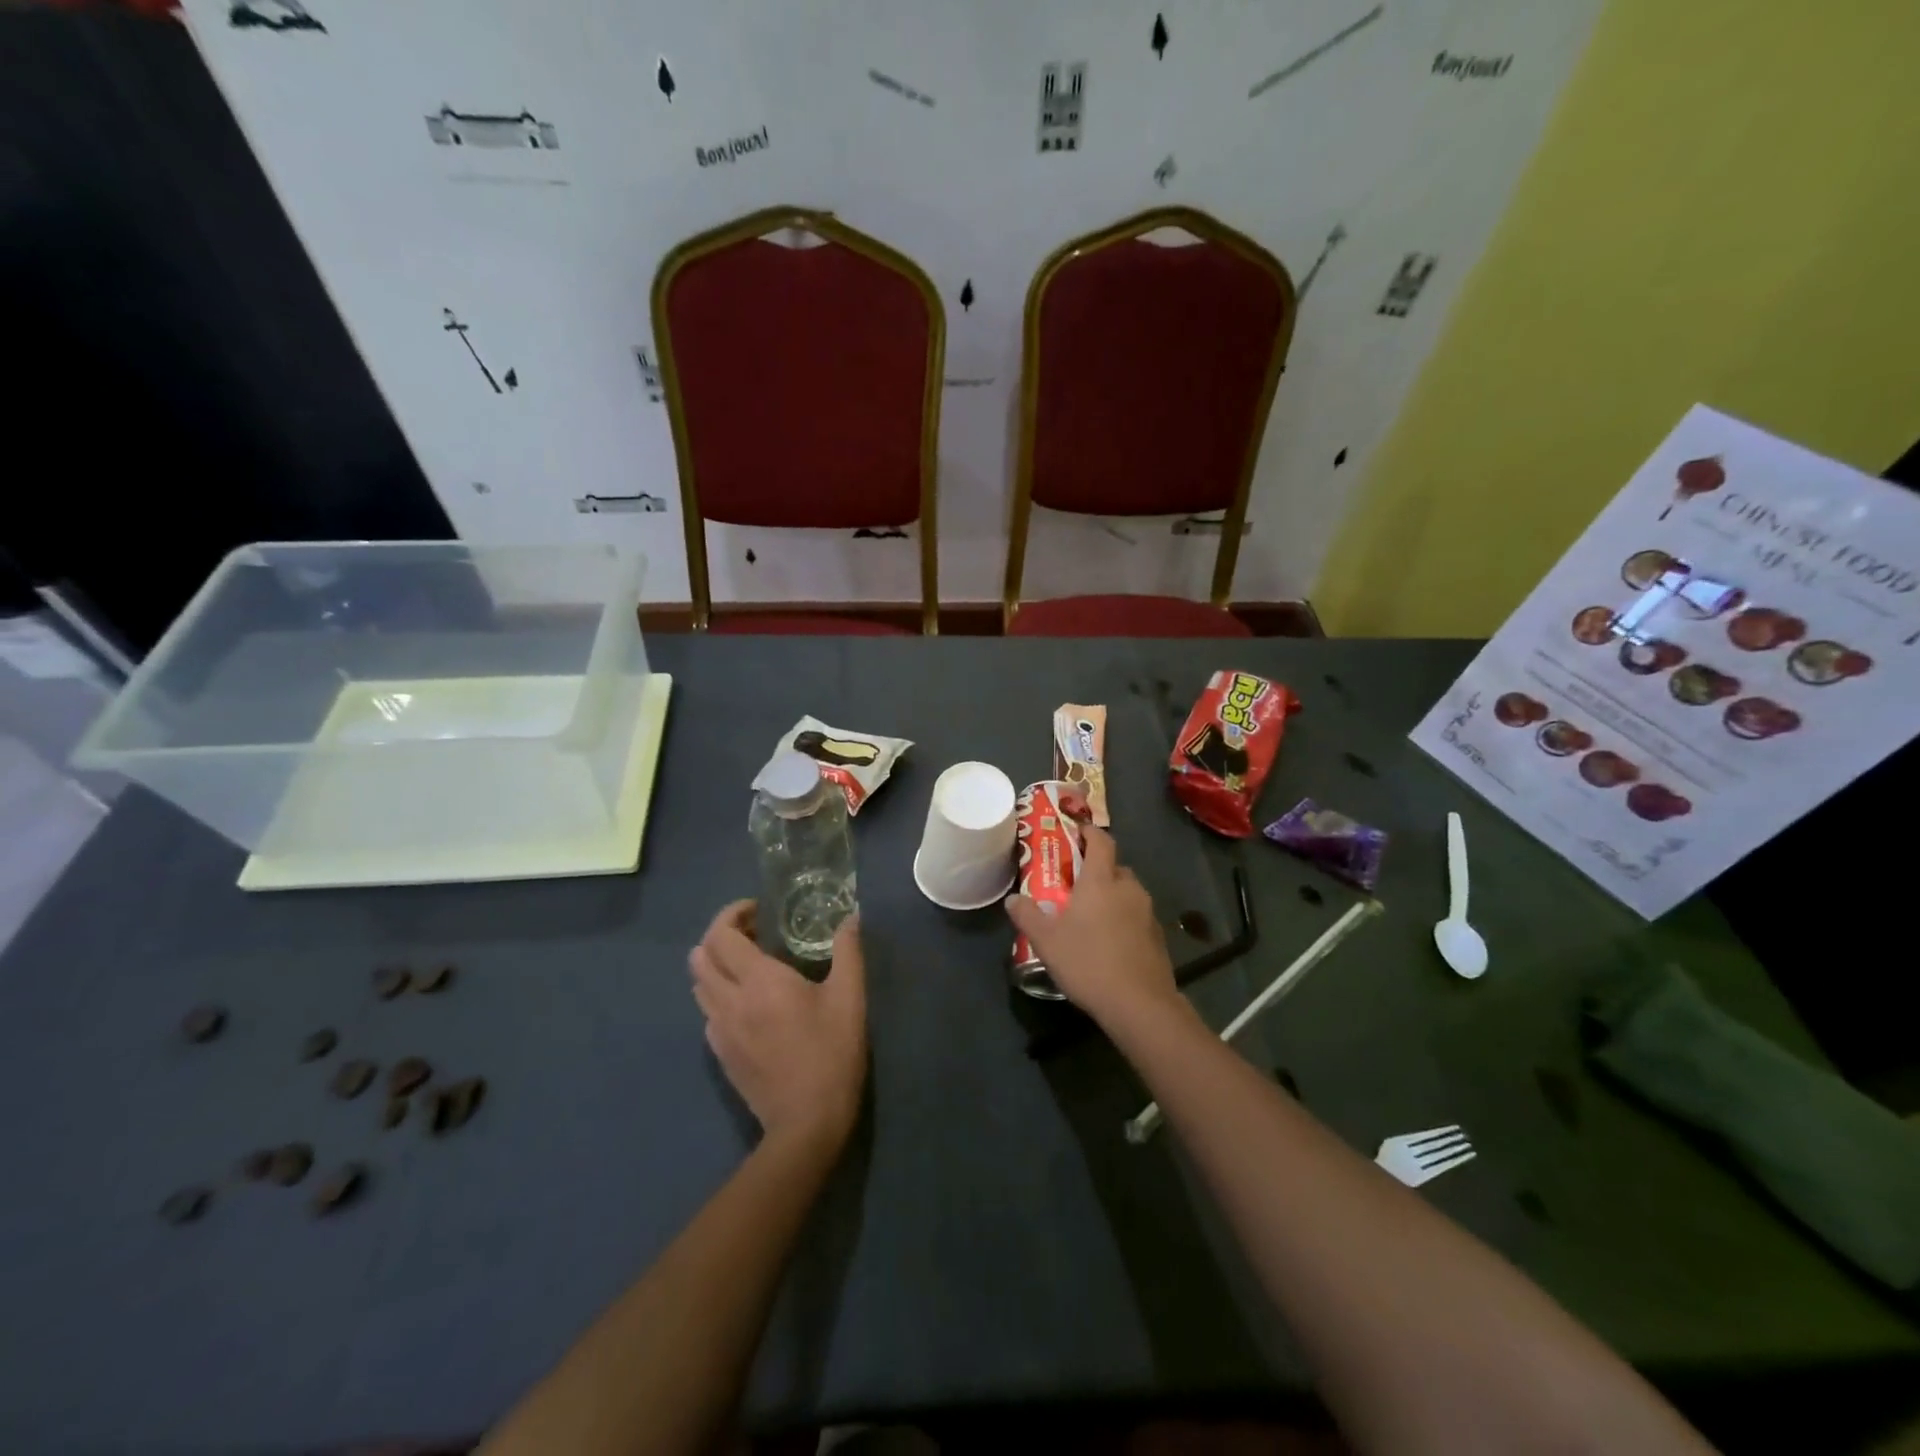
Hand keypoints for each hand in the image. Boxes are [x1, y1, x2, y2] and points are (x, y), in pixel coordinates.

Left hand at [688, 901, 867, 1150]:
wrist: (806, 1124)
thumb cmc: (831, 1054)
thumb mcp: (850, 998)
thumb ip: (848, 951)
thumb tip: (852, 917)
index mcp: (759, 982)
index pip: (721, 935)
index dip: (732, 914)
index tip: (757, 909)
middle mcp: (729, 1001)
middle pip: (700, 956)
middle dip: (720, 936)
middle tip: (753, 933)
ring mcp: (719, 1031)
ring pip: (698, 984)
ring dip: (716, 964)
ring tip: (749, 964)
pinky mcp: (720, 1054)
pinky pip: (707, 1011)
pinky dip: (719, 994)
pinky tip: (749, 1002)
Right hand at [1004, 827, 1179, 1027]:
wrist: (1139, 1004)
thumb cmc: (1088, 962)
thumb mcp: (1047, 941)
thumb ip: (1027, 915)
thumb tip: (1013, 899)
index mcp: (1101, 881)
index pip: (1101, 841)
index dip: (1089, 832)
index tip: (1076, 833)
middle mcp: (1128, 889)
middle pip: (1115, 866)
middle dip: (1097, 869)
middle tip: (1076, 883)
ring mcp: (1147, 912)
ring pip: (1128, 892)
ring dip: (1112, 895)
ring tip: (1091, 915)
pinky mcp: (1158, 936)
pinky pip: (1137, 916)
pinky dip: (1124, 918)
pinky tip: (1110, 941)